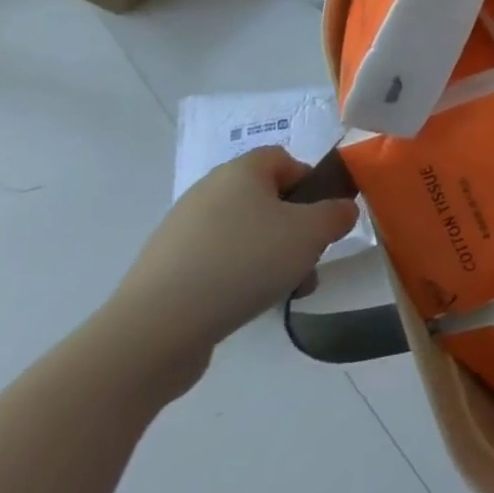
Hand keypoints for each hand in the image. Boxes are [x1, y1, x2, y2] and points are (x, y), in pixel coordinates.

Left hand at [100, 148, 357, 394]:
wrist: (153, 332)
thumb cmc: (243, 263)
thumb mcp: (312, 232)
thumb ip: (338, 213)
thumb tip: (340, 211)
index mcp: (240, 171)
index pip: (285, 159)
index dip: (311, 183)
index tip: (322, 216)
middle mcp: (207, 193)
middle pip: (267, 200)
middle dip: (295, 229)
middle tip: (309, 257)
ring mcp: (180, 234)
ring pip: (245, 236)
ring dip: (271, 258)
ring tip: (285, 290)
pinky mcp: (164, 272)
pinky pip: (217, 265)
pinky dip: (238, 280)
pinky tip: (248, 307)